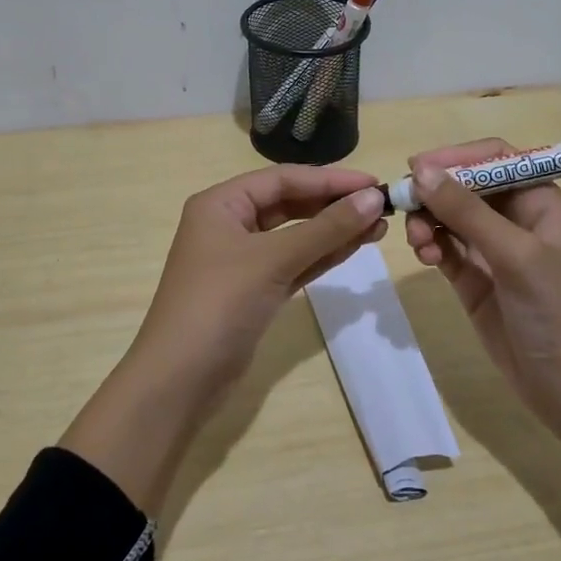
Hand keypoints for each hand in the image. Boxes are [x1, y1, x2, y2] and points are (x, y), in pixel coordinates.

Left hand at [63, 165, 386, 515]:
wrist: (179, 380)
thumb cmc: (219, 304)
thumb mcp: (272, 260)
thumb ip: (325, 229)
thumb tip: (373, 199)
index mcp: (221, 204)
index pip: (282, 180)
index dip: (329, 179)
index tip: (373, 184)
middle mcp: (229, 224)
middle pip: (289, 203)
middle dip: (333, 204)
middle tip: (381, 207)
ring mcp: (241, 260)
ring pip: (294, 235)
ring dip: (333, 230)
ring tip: (378, 226)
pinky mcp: (254, 290)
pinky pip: (294, 263)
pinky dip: (321, 256)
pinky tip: (354, 248)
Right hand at [404, 138, 560, 425]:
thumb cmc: (557, 311)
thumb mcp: (515, 255)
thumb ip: (467, 211)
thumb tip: (420, 170)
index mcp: (539, 201)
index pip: (494, 158)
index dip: (456, 157)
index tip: (416, 165)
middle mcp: (515, 218)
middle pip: (464, 185)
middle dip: (435, 192)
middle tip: (405, 204)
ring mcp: (493, 249)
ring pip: (448, 216)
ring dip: (428, 221)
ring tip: (419, 242)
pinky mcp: (474, 278)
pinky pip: (444, 247)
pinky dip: (430, 245)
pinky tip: (425, 257)